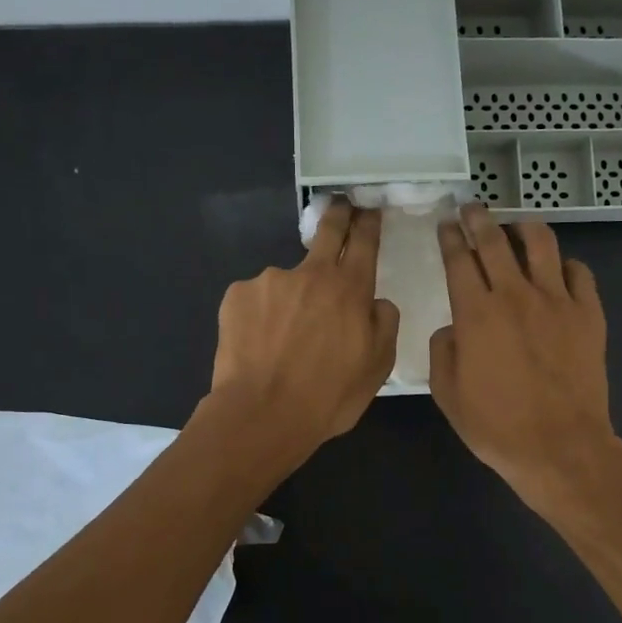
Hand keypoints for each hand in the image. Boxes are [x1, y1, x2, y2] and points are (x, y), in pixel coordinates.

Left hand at [205, 199, 398, 462]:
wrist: (261, 415)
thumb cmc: (328, 397)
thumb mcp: (377, 368)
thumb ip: (384, 325)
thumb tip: (376, 303)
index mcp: (350, 290)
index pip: (364, 242)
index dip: (368, 223)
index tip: (369, 209)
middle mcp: (311, 274)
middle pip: (327, 232)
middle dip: (338, 215)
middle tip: (340, 207)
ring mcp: (270, 281)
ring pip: (288, 281)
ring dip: (292, 298)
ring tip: (284, 338)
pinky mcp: (237, 295)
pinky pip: (257, 300)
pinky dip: (262, 315)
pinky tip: (260, 344)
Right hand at [430, 204, 621, 513]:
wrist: (559, 447)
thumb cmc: (496, 427)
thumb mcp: (447, 394)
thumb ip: (443, 350)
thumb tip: (453, 327)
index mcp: (476, 313)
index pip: (459, 260)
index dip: (450, 238)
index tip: (446, 224)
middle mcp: (515, 295)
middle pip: (495, 241)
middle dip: (479, 219)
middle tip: (472, 208)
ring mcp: (557, 301)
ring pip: (541, 244)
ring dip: (524, 227)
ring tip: (516, 225)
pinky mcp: (588, 314)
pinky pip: (579, 273)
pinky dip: (565, 265)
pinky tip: (558, 270)